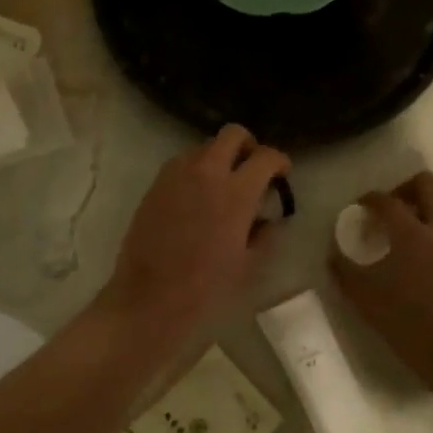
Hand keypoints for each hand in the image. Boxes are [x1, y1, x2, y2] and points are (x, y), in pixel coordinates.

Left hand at [100, 126, 290, 341]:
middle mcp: (206, 173)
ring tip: (223, 185)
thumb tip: (267, 218)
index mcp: (236, 192)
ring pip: (203, 147)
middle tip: (253, 168)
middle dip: (248, 146)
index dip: (280, 161)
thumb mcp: (248, 264)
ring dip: (219, 157)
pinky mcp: (155, 187)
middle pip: (232, 134)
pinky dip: (195, 170)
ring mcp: (176, 176)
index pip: (266, 157)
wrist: (150, 298)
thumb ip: (264, 234)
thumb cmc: (206, 287)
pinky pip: (181, 164)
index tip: (282, 174)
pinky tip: (197, 197)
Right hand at [330, 173, 432, 417]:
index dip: (369, 200)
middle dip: (406, 189)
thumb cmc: (418, 336)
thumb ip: (348, 275)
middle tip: (396, 209)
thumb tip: (335, 254)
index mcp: (412, 237)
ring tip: (424, 222)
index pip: (385, 201)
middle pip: (427, 183)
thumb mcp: (371, 307)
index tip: (362, 208)